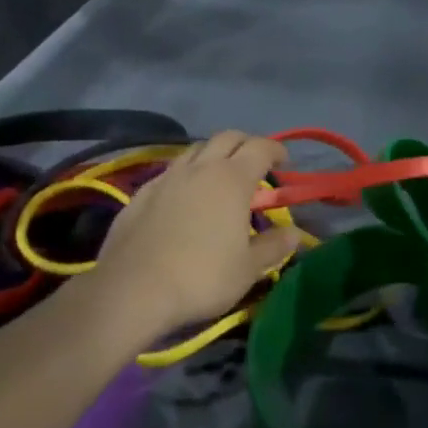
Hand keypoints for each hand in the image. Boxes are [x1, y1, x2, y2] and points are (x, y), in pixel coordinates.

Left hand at [91, 131, 301, 342]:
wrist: (132, 290)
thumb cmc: (201, 277)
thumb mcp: (248, 269)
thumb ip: (274, 246)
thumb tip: (295, 234)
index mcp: (232, 180)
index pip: (260, 148)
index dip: (276, 150)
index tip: (284, 162)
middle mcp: (200, 168)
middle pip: (227, 137)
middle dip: (246, 144)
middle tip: (255, 162)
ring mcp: (167, 178)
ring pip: (195, 149)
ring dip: (213, 154)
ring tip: (219, 176)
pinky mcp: (141, 193)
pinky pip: (170, 171)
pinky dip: (186, 174)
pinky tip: (184, 197)